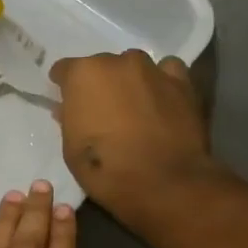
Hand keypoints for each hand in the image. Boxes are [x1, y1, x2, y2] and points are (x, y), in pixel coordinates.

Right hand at [48, 50, 215, 217]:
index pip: (64, 70)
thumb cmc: (107, 171)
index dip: (64, 86)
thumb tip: (69, 109)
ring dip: (129, 81)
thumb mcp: (71, 152)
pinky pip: (167, 71)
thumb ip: (69, 121)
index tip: (66, 102)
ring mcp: (153, 70)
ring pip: (133, 66)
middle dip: (98, 85)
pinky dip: (161, 81)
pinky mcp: (182, 83)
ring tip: (132, 107)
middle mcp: (118, 63)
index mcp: (84, 75)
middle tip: (101, 111)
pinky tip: (160, 99)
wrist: (166, 185)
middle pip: (101, 66)